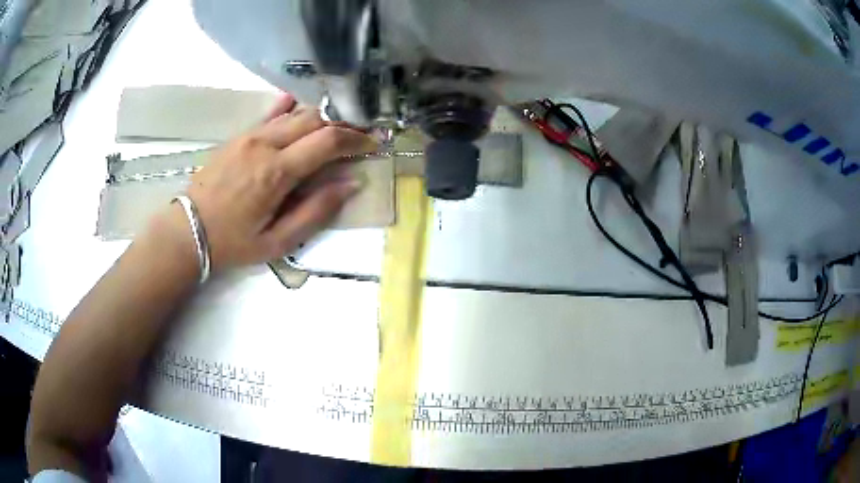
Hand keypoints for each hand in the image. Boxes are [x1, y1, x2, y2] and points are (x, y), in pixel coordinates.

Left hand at [179, 94, 375, 270]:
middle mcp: (266, 144)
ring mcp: (250, 136)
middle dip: (343, 123)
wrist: (188, 230)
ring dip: (321, 116)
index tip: (372, 143)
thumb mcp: (278, 241)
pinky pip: (270, 114)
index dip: (356, 139)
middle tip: (361, 132)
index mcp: (278, 172)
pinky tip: (298, 103)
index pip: (328, 141)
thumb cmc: (233, 242)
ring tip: (338, 123)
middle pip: (315, 119)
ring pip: (295, 113)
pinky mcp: (239, 136)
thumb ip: (316, 212)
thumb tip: (350, 184)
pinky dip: (289, 107)